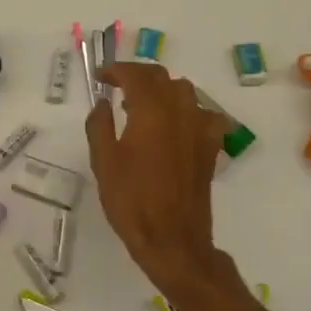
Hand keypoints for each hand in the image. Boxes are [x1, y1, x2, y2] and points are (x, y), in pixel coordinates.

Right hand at [85, 62, 229, 291]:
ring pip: (184, 92)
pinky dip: (188, 111)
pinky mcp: (210, 148)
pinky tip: (176, 126)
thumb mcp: (103, 162)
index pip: (135, 75)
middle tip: (117, 86)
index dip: (116, 70)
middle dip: (138, 75)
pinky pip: (204, 115)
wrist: (172, 240)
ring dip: (162, 90)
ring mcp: (200, 129)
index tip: (101, 77)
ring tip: (143, 106)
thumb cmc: (131, 200)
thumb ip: (100, 125)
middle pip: (161, 77)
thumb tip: (103, 103)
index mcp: (151, 112)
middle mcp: (180, 112)